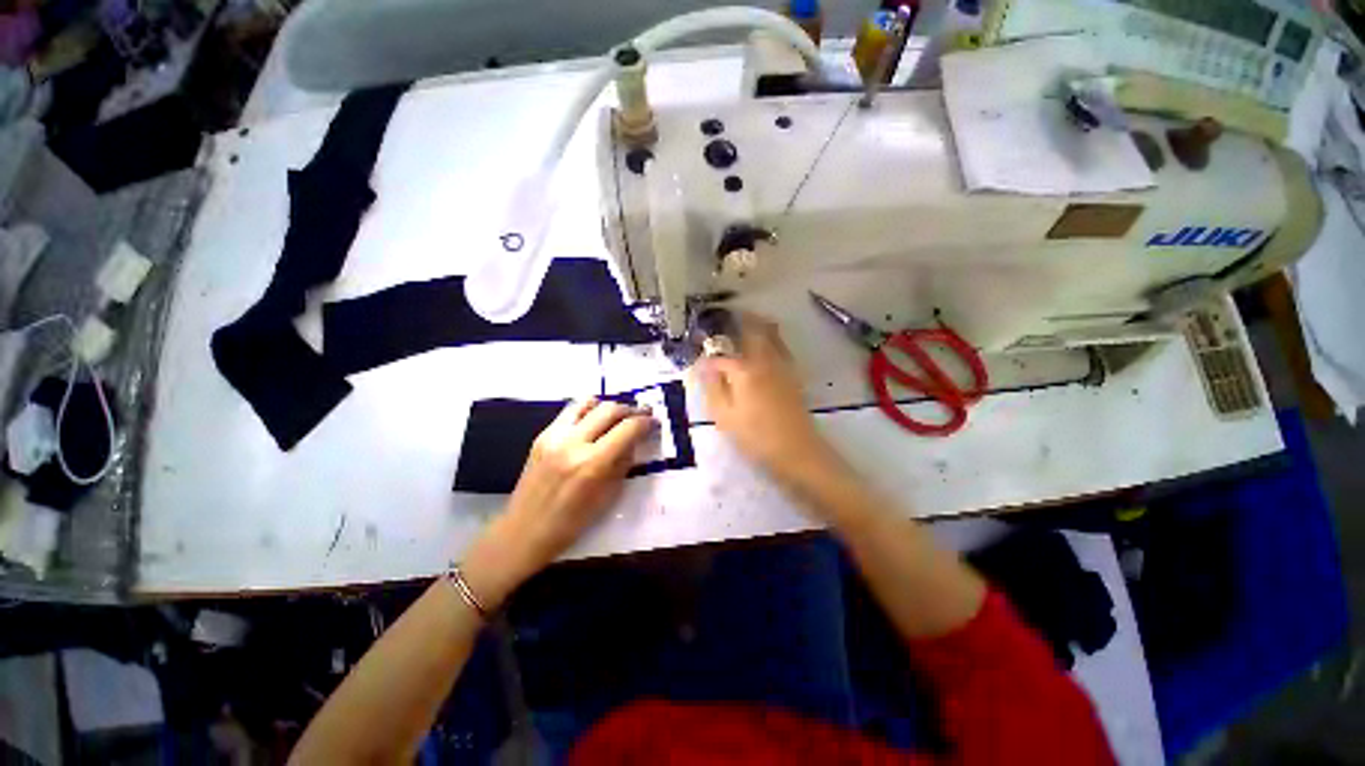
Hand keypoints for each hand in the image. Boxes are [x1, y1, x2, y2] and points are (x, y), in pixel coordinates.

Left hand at [462, 399, 653, 606]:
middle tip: (641, 415)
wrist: (523, 532)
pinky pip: (570, 412)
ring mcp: (553, 436)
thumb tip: (634, 441)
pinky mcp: (542, 435)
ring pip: (588, 402)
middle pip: (609, 409)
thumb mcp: (607, 497)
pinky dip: (587, 411)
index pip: (627, 429)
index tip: (654, 421)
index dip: (645, 422)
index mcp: (591, 464)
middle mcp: (572, 443)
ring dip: (607, 407)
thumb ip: (623, 464)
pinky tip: (593, 424)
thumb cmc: (570, 524)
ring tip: (617, 417)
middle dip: (630, 410)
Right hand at [695, 313, 845, 493]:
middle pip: (754, 330)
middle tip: (729, 314)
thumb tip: (703, 366)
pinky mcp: (793, 376)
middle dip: (741, 319)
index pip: (720, 356)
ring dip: (759, 324)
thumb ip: (712, 387)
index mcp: (744, 370)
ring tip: (747, 319)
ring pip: (771, 335)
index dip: (707, 355)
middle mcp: (764, 361)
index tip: (698, 355)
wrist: (797, 451)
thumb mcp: (724, 416)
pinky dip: (772, 338)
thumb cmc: (755, 436)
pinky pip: (781, 347)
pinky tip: (767, 344)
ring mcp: (782, 367)